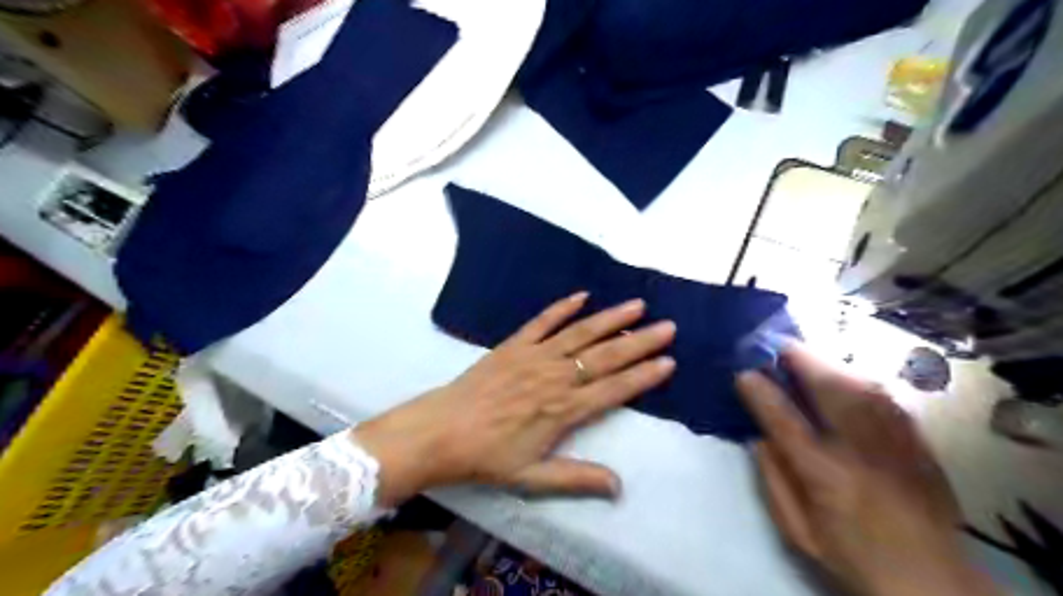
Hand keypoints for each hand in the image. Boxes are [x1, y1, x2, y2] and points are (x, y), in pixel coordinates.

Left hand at [352, 294, 674, 506]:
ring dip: (610, 318)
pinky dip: (563, 307)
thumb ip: (577, 478)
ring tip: (636, 305)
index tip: (669, 362)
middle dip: (640, 341)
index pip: (614, 389)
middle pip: (606, 356)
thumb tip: (619, 487)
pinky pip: (543, 321)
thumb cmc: (487, 456)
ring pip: (581, 333)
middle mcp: (556, 377)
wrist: (441, 431)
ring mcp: (535, 356)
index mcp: (564, 410)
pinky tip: (582, 295)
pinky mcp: (514, 344)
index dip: (643, 376)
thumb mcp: (532, 477)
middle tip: (668, 327)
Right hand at [742, 348, 997, 595]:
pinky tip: (845, 377)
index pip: (786, 423)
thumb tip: (760, 436)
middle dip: (800, 362)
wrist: (932, 579)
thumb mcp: (798, 530)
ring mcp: (897, 443)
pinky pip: (885, 398)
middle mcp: (863, 452)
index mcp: (827, 478)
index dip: (761, 392)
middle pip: (831, 391)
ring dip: (829, 365)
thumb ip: (773, 480)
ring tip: (805, 357)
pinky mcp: (919, 443)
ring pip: (860, 387)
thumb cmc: (852, 554)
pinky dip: (859, 380)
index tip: (742, 374)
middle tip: (777, 347)